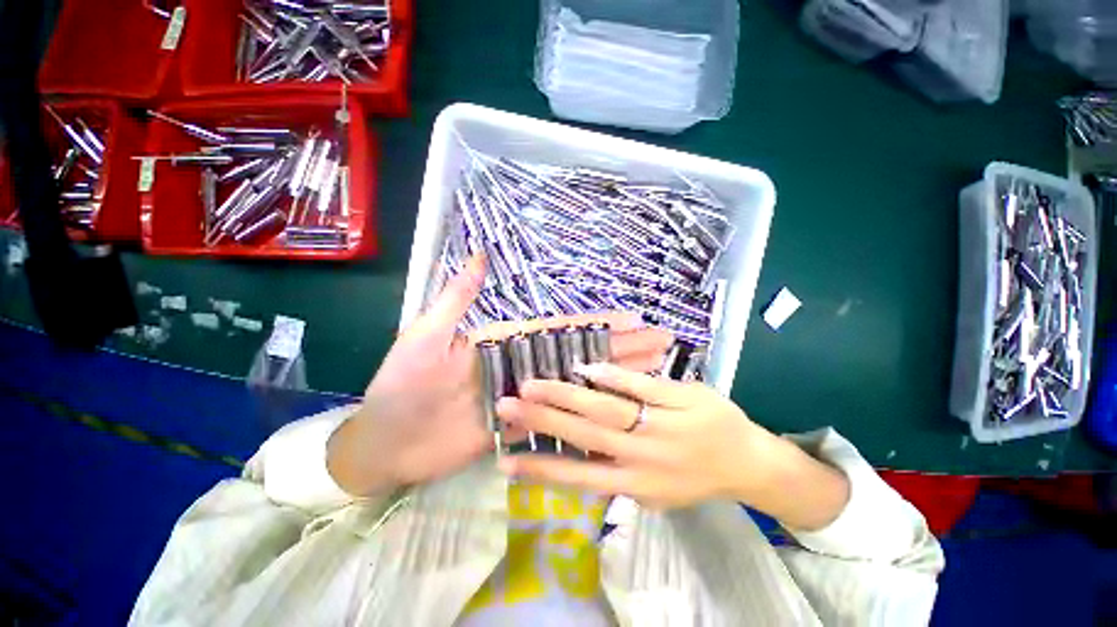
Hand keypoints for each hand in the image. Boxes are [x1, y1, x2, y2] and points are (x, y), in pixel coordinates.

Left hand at [327, 256, 674, 496]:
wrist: (386, 442)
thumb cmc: (401, 387)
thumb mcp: (424, 336)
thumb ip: (456, 300)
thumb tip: (477, 256)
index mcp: (506, 341)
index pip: (561, 329)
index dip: (597, 324)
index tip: (633, 319)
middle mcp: (523, 365)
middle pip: (579, 354)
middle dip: (620, 347)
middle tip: (660, 342)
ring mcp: (526, 396)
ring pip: (577, 383)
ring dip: (615, 376)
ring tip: (653, 370)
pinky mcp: (521, 425)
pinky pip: (561, 415)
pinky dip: (588, 410)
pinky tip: (615, 408)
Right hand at [496, 362, 849, 529]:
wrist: (749, 463)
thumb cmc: (695, 477)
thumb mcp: (655, 492)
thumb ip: (617, 475)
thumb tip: (575, 458)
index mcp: (636, 483)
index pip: (579, 476)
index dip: (540, 470)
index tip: (505, 461)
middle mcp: (644, 457)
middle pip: (585, 435)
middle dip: (542, 420)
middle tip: (507, 405)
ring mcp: (664, 426)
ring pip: (607, 409)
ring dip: (566, 395)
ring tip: (534, 384)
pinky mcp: (682, 400)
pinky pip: (642, 387)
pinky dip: (612, 376)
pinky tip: (585, 367)